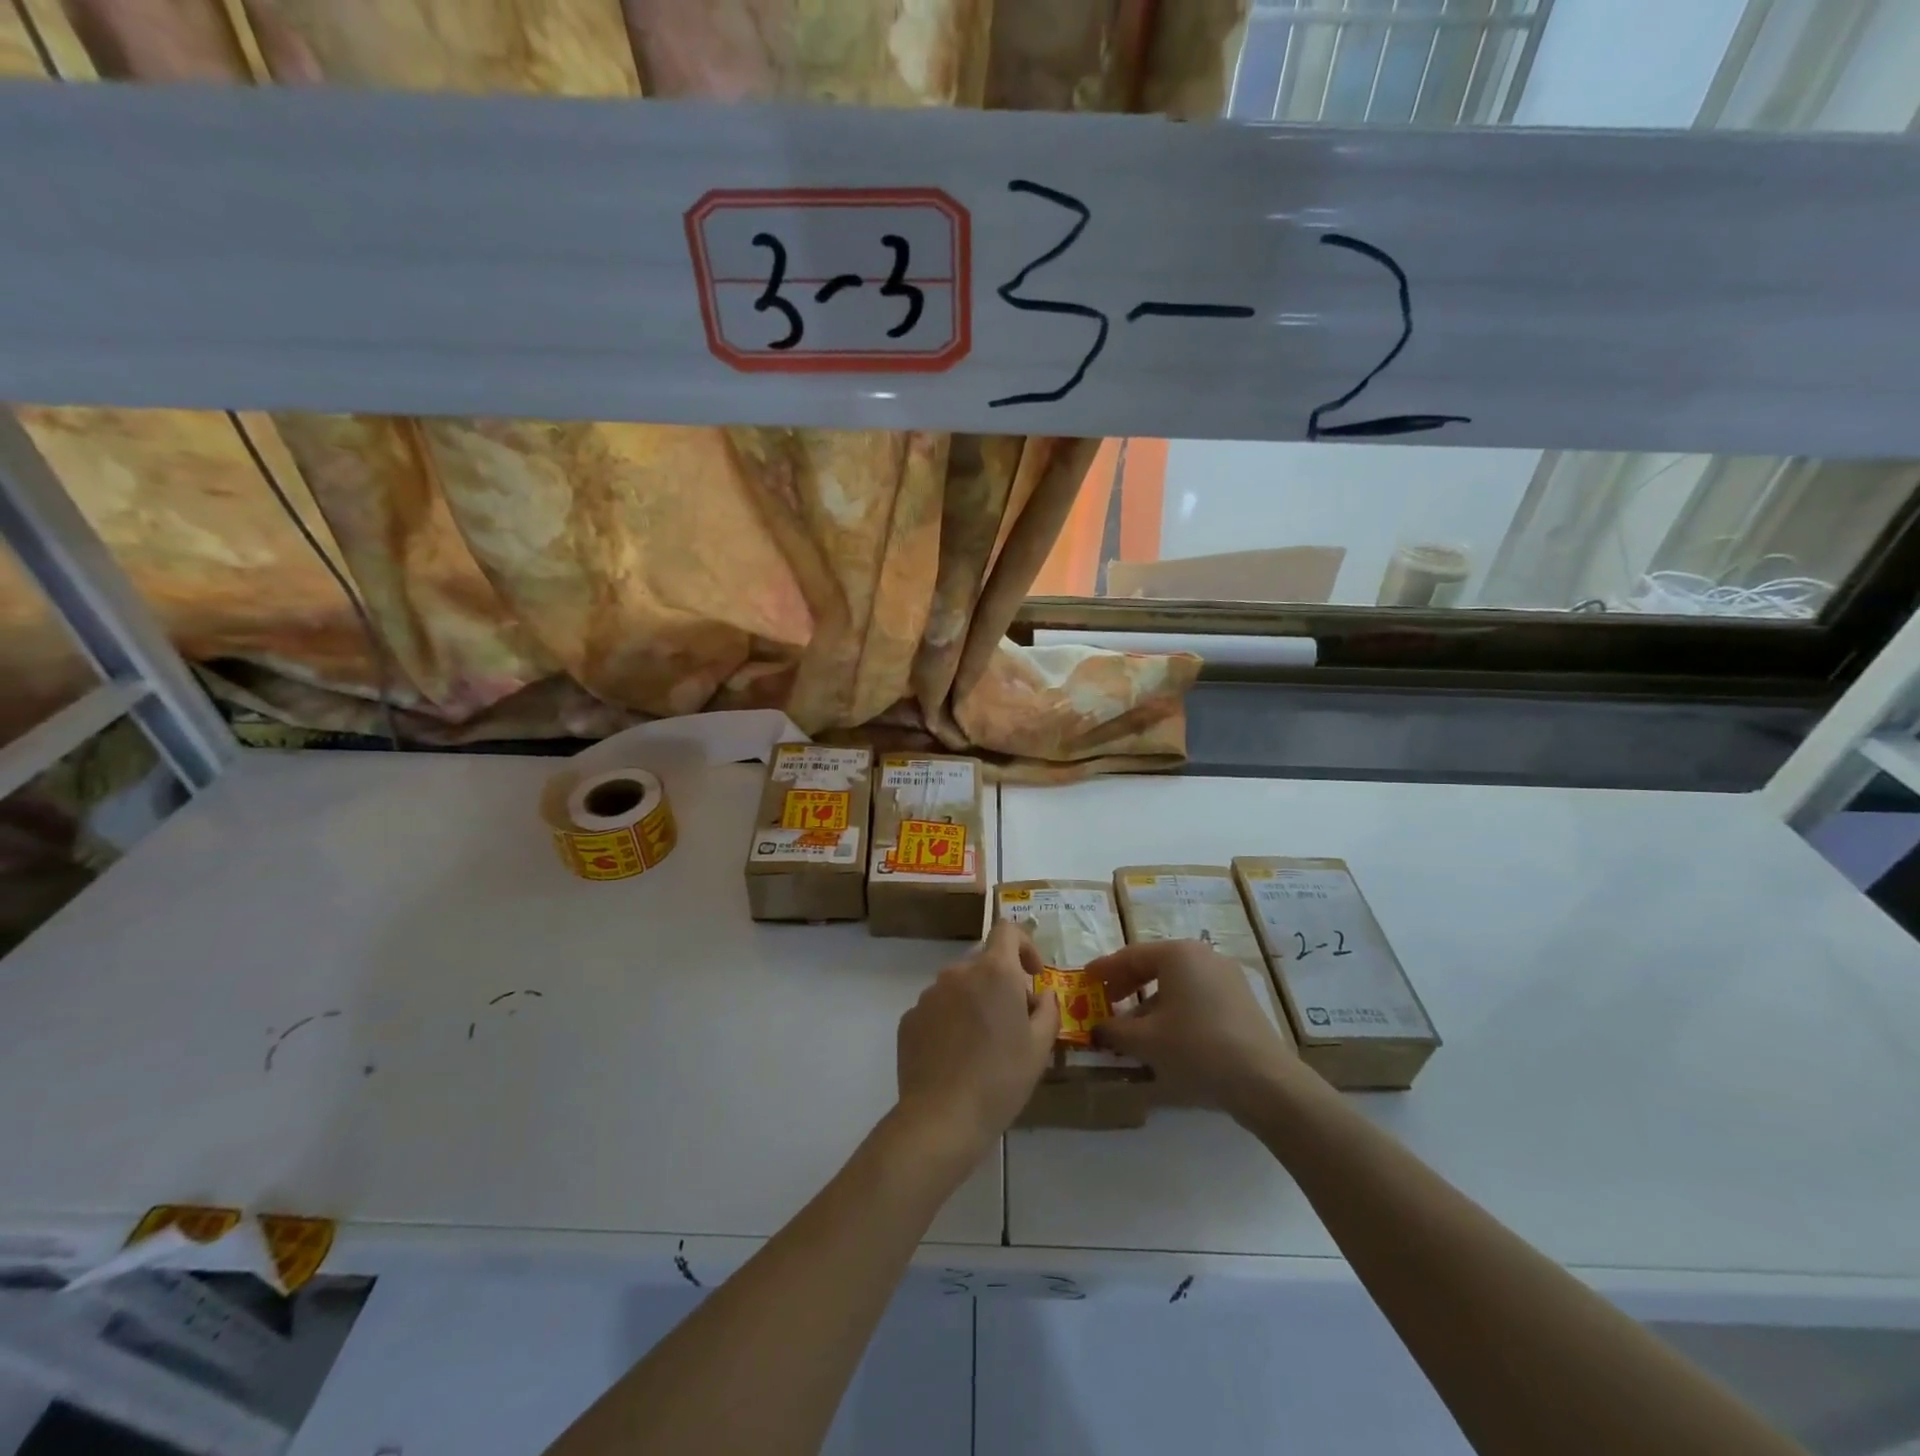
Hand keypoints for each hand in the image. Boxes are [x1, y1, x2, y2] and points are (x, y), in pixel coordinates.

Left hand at [896, 921, 1057, 1158]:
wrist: (942, 1117)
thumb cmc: (1001, 1078)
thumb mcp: (1040, 1047)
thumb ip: (1047, 1009)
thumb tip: (1041, 994)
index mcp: (994, 971)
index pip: (1006, 929)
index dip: (1024, 944)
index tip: (1032, 975)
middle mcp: (958, 972)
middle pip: (984, 962)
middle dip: (1001, 983)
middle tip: (1013, 1022)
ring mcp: (929, 994)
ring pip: (959, 986)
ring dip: (974, 1002)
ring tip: (983, 1045)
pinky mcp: (909, 1018)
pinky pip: (937, 1008)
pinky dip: (950, 1021)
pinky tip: (956, 1057)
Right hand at [1088, 939, 1298, 1117]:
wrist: (1264, 1081)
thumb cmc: (1196, 1048)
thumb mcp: (1145, 1041)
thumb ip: (1114, 1031)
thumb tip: (1097, 1029)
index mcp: (1178, 954)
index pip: (1131, 955)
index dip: (1104, 969)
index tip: (1085, 979)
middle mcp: (1203, 956)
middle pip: (1155, 966)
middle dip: (1127, 985)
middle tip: (1106, 1002)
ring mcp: (1227, 977)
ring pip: (1177, 984)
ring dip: (1150, 1003)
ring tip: (1133, 1029)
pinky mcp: (1241, 1001)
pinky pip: (1197, 997)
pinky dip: (1175, 1010)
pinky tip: (1166, 1037)